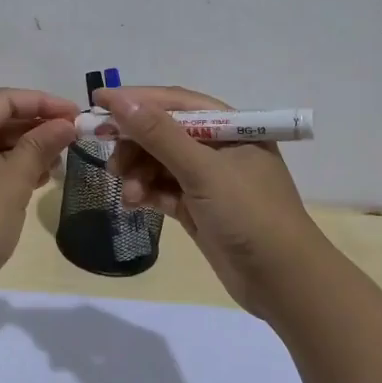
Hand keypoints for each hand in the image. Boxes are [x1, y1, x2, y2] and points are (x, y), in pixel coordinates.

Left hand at [0, 87, 79, 292]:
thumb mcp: (13, 181)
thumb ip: (40, 147)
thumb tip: (64, 124)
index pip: (4, 100)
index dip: (42, 103)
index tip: (75, 115)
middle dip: (34, 127)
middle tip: (71, 140)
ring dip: (23, 151)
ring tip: (57, 165)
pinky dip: (7, 171)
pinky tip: (33, 184)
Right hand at [93, 85, 327, 317]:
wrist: (283, 282)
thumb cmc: (249, 215)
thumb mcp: (203, 171)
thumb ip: (160, 135)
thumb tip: (120, 101)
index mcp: (230, 127)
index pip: (175, 102)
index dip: (136, 100)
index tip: (98, 102)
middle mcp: (219, 148)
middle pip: (163, 133)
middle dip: (134, 143)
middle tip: (108, 158)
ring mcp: (209, 180)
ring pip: (160, 164)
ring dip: (138, 173)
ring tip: (128, 193)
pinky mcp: (199, 208)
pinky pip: (163, 190)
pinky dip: (146, 193)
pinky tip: (133, 204)